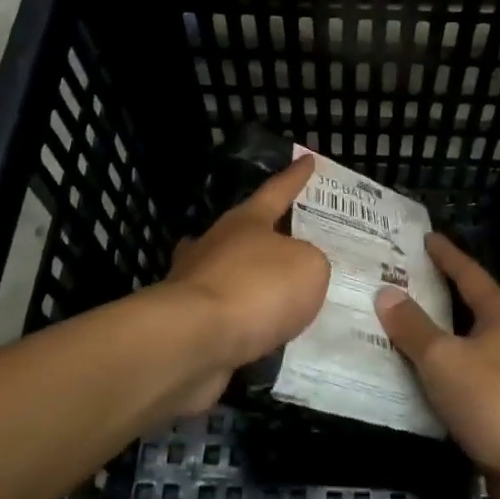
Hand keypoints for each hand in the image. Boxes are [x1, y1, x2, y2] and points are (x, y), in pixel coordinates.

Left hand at [164, 155, 329, 411]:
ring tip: (280, 290)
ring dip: (251, 278)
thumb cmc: (256, 288)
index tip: (307, 158)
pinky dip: (245, 318)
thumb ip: (311, 261)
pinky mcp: (188, 321)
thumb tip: (296, 270)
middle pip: (247, 230)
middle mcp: (218, 243)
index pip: (278, 190)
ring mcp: (196, 281)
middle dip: (269, 231)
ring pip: (230, 271)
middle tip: (297, 236)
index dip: (296, 176)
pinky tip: (263, 332)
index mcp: (247, 220)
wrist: (193, 340)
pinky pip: (227, 313)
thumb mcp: (308, 267)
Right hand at [376, 234, 499, 498]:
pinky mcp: (499, 411)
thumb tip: (387, 293)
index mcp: (499, 315)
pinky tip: (409, 380)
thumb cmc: (493, 397)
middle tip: (396, 283)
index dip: (446, 255)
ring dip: (431, 339)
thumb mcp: (444, 358)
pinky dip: (435, 376)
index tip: (426, 238)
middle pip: (465, 308)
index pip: (468, 274)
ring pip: (460, 347)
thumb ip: (413, 327)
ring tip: (393, 329)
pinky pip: (458, 382)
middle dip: (434, 296)